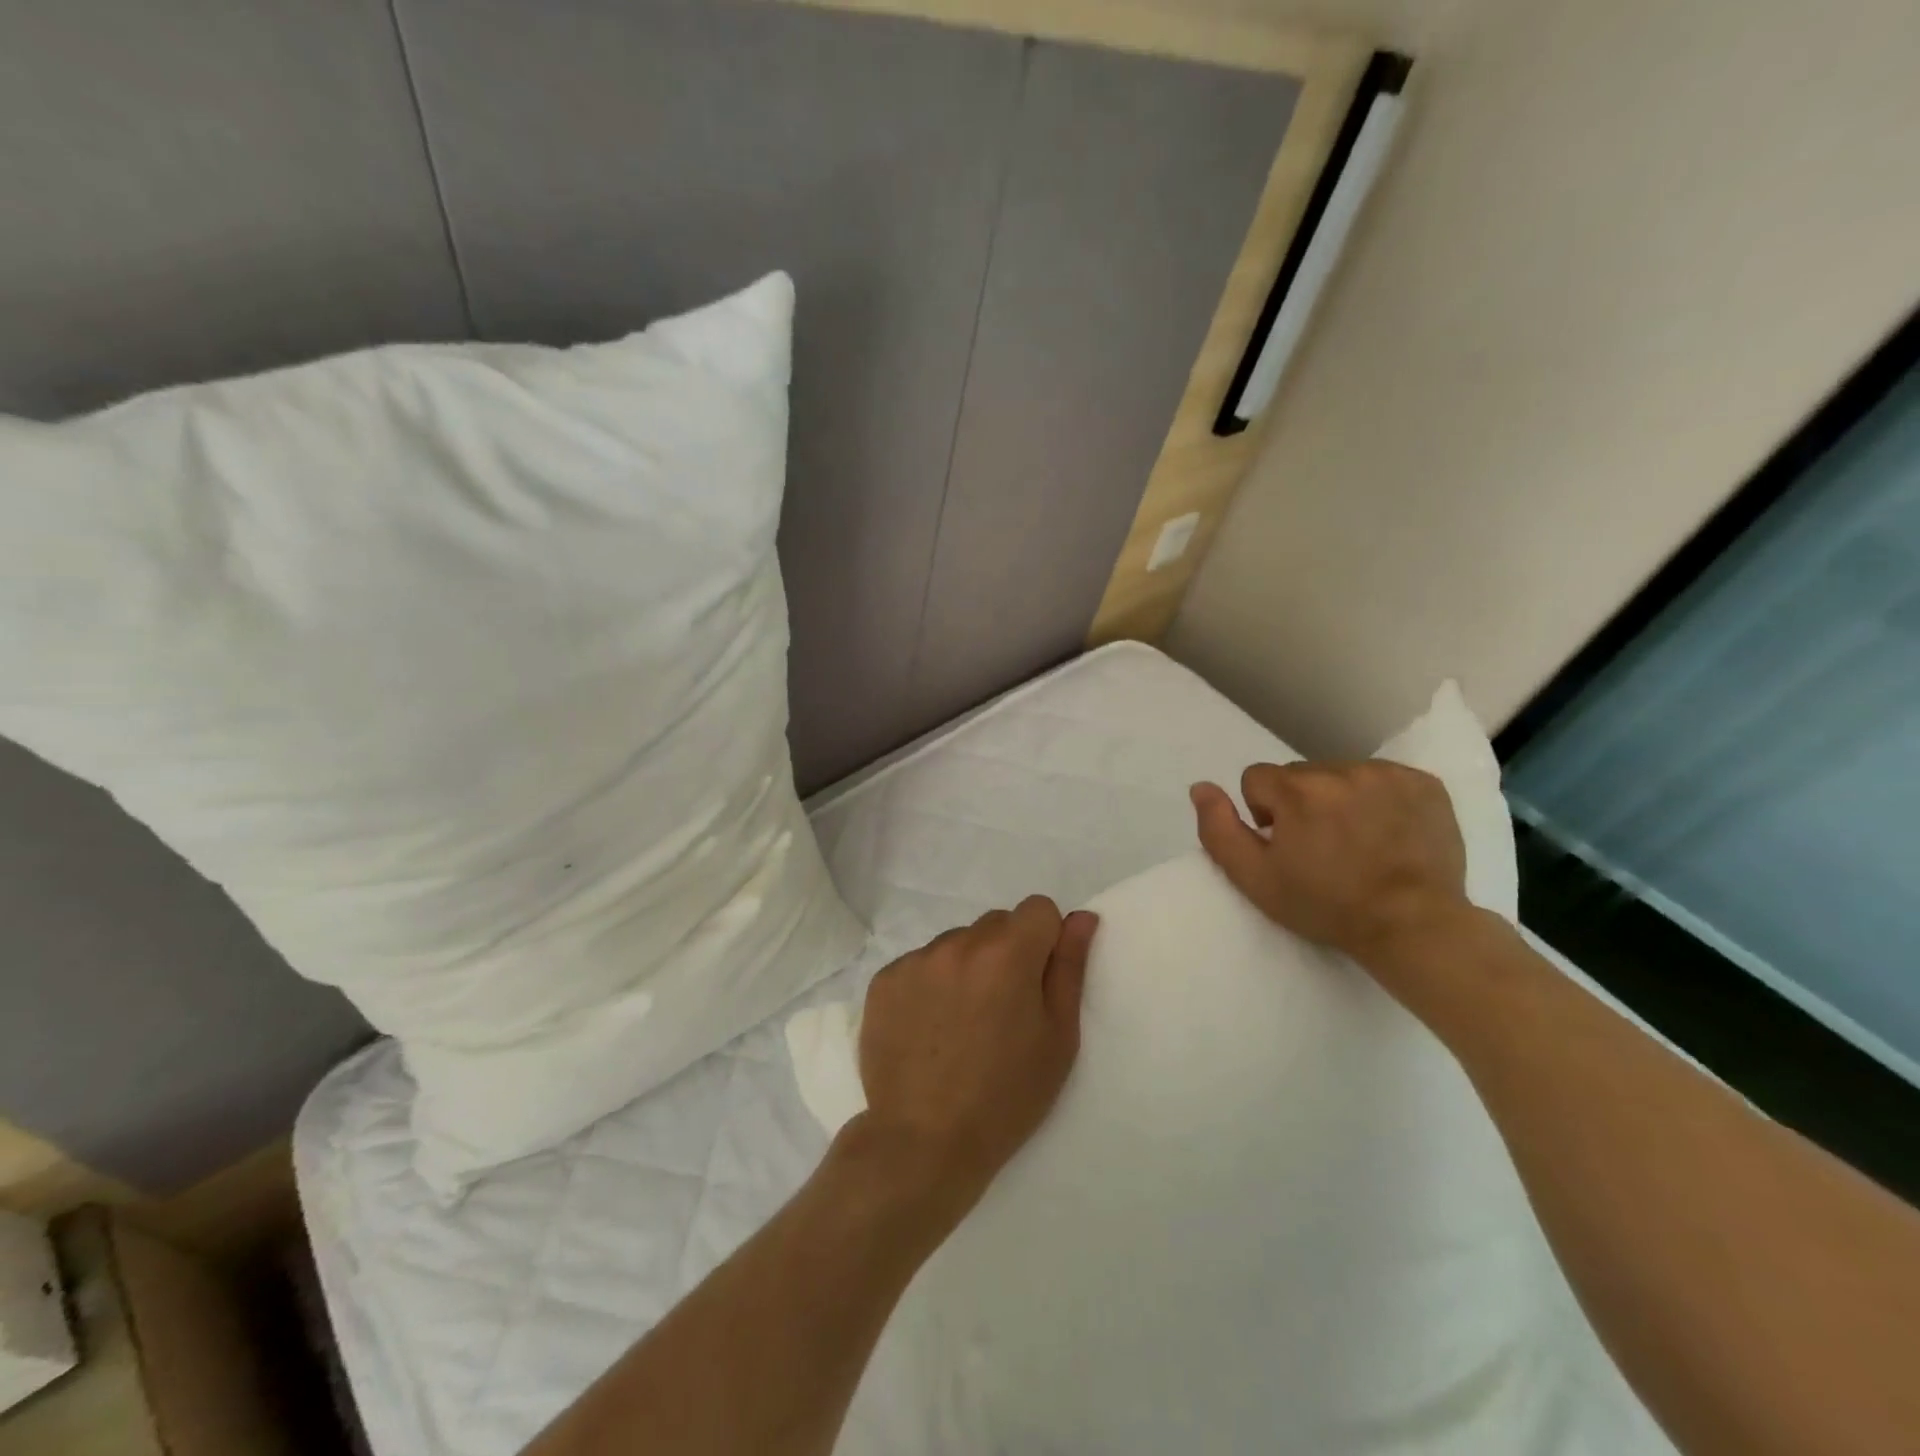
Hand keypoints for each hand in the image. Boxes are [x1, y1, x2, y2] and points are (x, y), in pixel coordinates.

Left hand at [852, 896, 1097, 1228]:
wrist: (922, 1142)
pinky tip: (929, 1029)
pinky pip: (920, 964)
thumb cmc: (1006, 1097)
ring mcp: (916, 959)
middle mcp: (959, 943)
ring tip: (961, 1024)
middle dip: (1006, 953)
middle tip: (1001, 1010)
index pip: (1038, 909)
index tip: (1037, 982)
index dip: (1045, 940)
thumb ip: (1070, 968)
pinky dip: (930, 984)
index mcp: (1008, 953)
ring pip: (956, 943)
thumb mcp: (1057, 1038)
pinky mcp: (884, 979)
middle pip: (995, 924)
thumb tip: (1082, 917)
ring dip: (966, 966)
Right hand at [1190, 762, 1469, 965]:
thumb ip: (1218, 829)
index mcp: (1296, 790)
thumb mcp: (1255, 878)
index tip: (1287, 847)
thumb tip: (1200, 786)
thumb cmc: (1327, 906)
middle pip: (1300, 775)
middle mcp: (1340, 770)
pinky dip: (1379, 799)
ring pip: (1340, 774)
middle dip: (1302, 803)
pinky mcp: (1424, 783)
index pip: (1257, 779)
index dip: (1265, 814)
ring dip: (1339, 799)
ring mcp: (1387, 774)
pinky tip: (1388, 832)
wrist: (1414, 926)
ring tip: (1358, 841)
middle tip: (1322, 848)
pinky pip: (1383, 778)